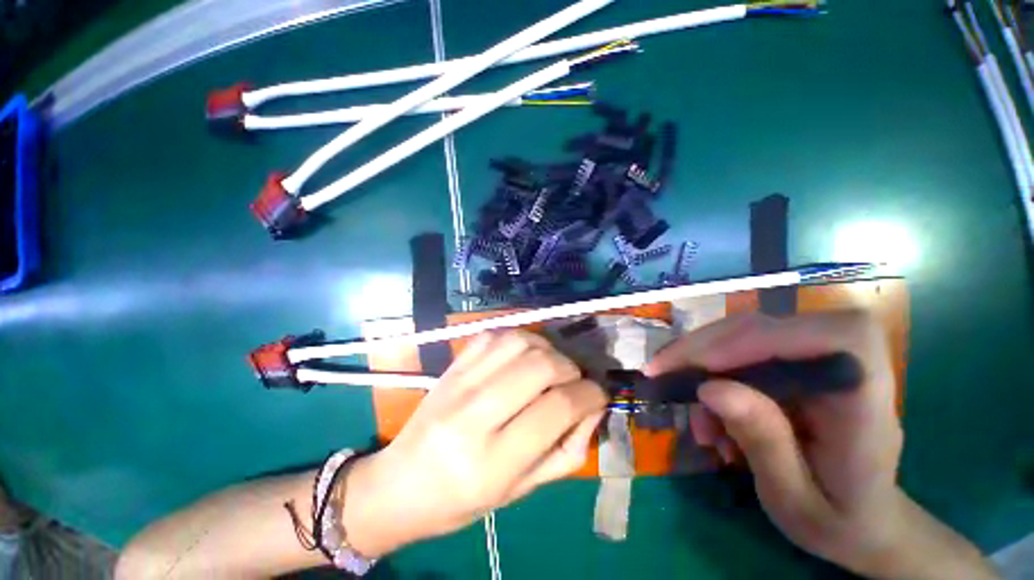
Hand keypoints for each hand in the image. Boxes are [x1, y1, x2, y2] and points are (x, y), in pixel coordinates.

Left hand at [340, 330, 606, 557]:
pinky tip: (522, 355)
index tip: (598, 394)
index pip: (558, 407)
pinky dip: (519, 339)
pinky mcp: (451, 365)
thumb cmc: (462, 500)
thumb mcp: (522, 491)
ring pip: (519, 342)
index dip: (590, 395)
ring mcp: (459, 382)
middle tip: (574, 381)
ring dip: (547, 349)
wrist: (400, 483)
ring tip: (550, 366)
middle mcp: (474, 414)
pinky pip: (494, 335)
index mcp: (492, 461)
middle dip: (571, 369)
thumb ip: (566, 450)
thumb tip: (591, 408)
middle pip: (540, 366)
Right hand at [645, 312, 995, 578]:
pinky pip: (737, 350)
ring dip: (701, 364)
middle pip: (766, 327)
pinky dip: (709, 374)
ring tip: (692, 415)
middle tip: (659, 372)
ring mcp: (815, 357)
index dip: (759, 341)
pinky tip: (707, 414)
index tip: (702, 369)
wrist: (861, 518)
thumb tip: (710, 387)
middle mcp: (845, 363)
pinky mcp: (792, 360)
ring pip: (742, 334)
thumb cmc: (838, 518)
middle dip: (704, 348)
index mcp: (868, 399)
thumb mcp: (796, 499)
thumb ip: (763, 443)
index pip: (828, 337)